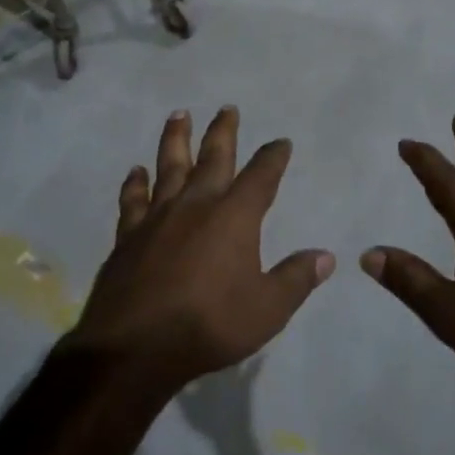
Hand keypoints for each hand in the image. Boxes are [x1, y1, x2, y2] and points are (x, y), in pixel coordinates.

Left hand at [67, 108, 334, 392]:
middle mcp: (197, 205)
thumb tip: (326, 256)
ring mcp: (158, 217)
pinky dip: (135, 184)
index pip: (261, 176)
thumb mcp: (267, 309)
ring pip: (169, 166)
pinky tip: (136, 171)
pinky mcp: (128, 236)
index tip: (281, 142)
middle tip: (227, 108)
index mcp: (234, 217)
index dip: (273, 157)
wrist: (136, 346)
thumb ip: (296, 279)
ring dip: (176, 139)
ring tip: (179, 115)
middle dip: (224, 131)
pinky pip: (133, 200)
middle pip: (213, 157)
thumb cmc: (209, 325)